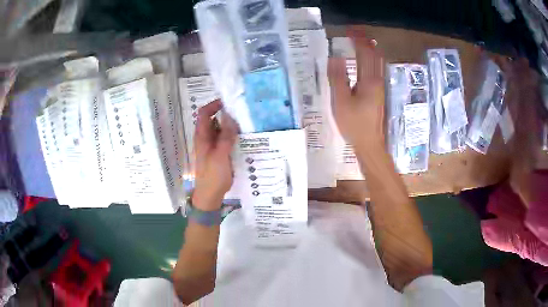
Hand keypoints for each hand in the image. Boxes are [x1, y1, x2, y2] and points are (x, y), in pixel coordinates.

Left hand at [193, 100, 237, 210]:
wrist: (211, 195)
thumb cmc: (213, 175)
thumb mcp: (220, 155)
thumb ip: (225, 136)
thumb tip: (230, 115)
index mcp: (202, 136)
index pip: (204, 113)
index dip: (214, 105)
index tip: (230, 103)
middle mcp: (206, 137)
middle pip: (214, 119)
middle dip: (226, 114)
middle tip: (243, 113)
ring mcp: (212, 145)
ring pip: (221, 129)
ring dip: (231, 125)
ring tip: (246, 123)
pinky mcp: (219, 152)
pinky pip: (226, 139)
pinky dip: (233, 135)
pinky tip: (245, 137)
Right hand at [328, 31, 385, 152]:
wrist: (370, 143)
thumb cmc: (354, 124)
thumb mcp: (341, 102)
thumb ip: (338, 78)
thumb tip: (334, 57)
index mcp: (368, 81)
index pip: (365, 53)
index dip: (358, 39)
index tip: (349, 30)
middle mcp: (377, 81)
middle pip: (375, 55)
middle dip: (365, 41)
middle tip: (353, 33)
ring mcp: (379, 87)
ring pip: (377, 62)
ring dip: (369, 50)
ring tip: (358, 42)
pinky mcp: (378, 93)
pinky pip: (375, 70)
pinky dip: (369, 60)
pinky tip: (362, 61)